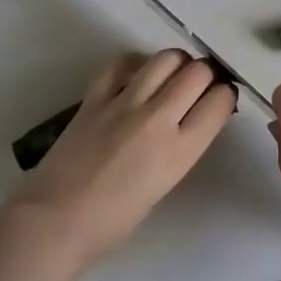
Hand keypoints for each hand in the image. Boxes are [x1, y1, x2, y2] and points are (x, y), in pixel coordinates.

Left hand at [0, 50, 235, 277]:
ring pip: (165, 58)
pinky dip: (136, 63)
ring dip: (176, 62)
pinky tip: (136, 74)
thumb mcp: (163, 185)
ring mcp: (124, 102)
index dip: (225, 96)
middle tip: (199, 85)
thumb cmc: (112, 222)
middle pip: (198, 72)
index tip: (220, 99)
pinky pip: (123, 62)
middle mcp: (158, 119)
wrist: (55, 221)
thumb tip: (189, 121)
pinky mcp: (95, 96)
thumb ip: (180, 148)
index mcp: (179, 152)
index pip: (219, 103)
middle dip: (205, 74)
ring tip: (172, 75)